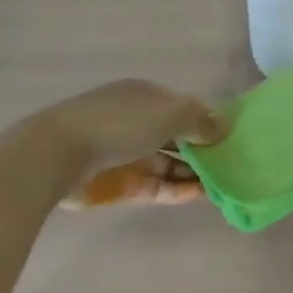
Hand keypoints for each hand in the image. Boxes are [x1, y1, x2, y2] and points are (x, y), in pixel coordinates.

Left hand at [30, 79, 223, 188]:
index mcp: (144, 96)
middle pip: (176, 137)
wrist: (58, 155)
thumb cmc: (118, 123)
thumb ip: (199, 120)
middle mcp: (136, 122)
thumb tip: (224, 126)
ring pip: (167, 163)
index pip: (182, 107)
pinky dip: (177, 189)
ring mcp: (126, 154)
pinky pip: (155, 185)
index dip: (206, 121)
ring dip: (193, 173)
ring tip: (224, 185)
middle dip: (202, 150)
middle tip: (233, 165)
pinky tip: (200, 195)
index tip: (231, 138)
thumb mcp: (168, 113)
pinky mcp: (119, 184)